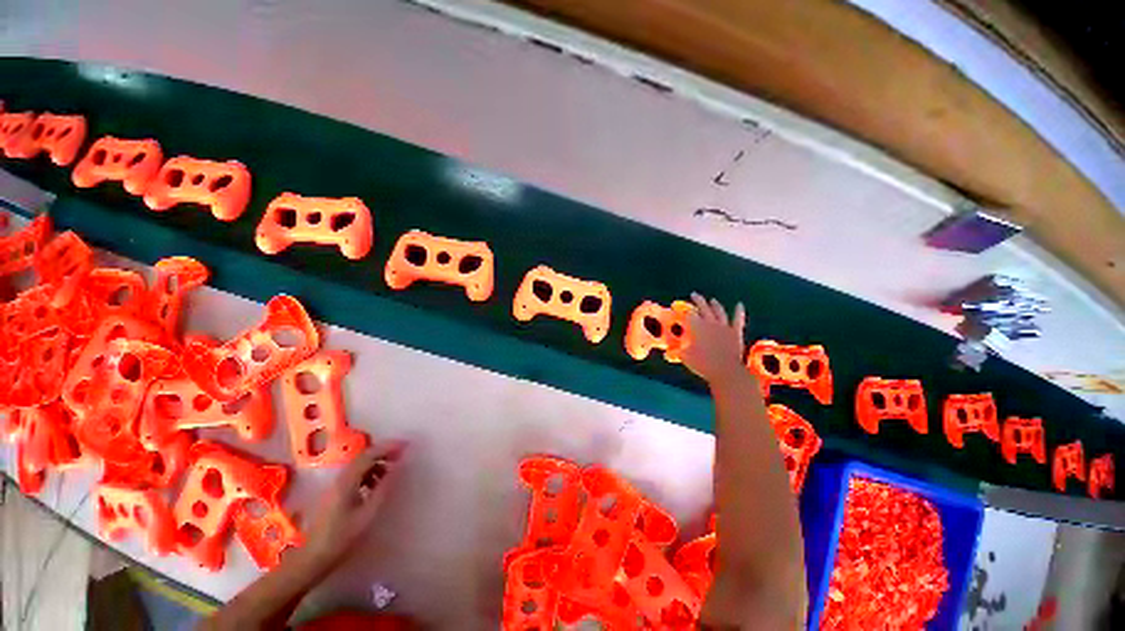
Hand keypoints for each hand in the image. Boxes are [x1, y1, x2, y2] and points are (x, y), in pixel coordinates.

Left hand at [300, 441, 407, 571]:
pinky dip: (369, 474)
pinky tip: (376, 487)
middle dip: (384, 453)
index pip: (370, 454)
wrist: (311, 559)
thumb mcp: (367, 513)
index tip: (406, 445)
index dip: (389, 447)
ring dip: (377, 464)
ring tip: (392, 474)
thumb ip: (384, 488)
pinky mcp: (334, 494)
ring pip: (359, 466)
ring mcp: (335, 486)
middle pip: (363, 457)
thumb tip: (399, 466)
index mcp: (347, 481)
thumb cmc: (341, 537)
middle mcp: (340, 478)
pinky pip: (355, 476)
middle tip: (402, 455)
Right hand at [680, 293, 746, 385]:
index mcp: (696, 327)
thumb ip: (677, 351)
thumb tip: (668, 352)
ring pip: (719, 311)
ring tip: (712, 300)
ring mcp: (724, 326)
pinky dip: (739, 311)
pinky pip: (738, 319)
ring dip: (715, 305)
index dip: (681, 310)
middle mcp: (709, 323)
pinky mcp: (736, 332)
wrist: (726, 371)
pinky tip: (739, 305)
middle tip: (694, 294)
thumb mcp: (684, 357)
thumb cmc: (702, 364)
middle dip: (698, 300)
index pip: (687, 314)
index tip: (677, 307)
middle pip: (703, 308)